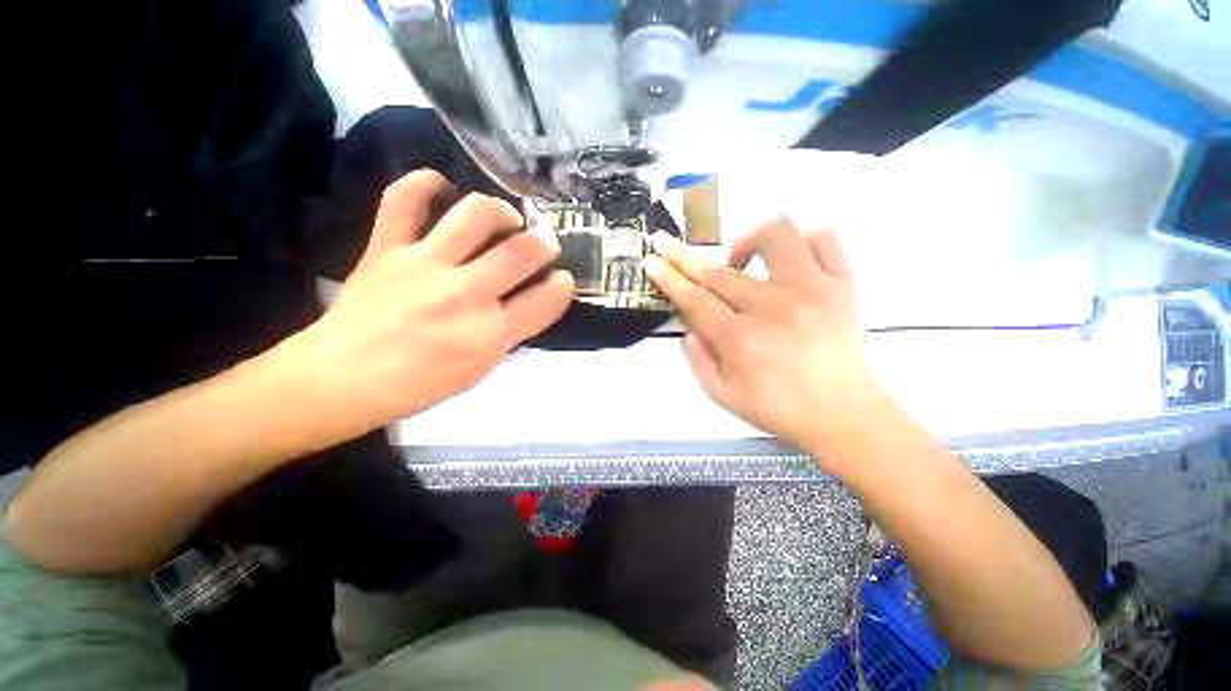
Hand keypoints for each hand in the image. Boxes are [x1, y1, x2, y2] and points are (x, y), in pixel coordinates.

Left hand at [293, 171, 573, 436]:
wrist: (341, 379)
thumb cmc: (419, 385)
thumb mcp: (480, 370)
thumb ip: (509, 332)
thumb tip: (528, 299)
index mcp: (489, 335)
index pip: (545, 300)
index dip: (562, 286)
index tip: (562, 280)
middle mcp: (464, 295)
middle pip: (521, 252)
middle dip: (544, 244)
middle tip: (544, 244)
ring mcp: (423, 265)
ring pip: (476, 215)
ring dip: (502, 212)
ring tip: (505, 219)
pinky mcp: (386, 248)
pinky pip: (404, 198)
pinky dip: (426, 184)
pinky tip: (443, 189)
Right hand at [645, 218, 882, 462]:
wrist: (843, 415)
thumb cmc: (778, 409)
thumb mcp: (721, 395)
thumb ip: (696, 358)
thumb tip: (690, 325)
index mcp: (741, 340)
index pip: (695, 299)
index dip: (669, 278)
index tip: (652, 260)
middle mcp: (774, 308)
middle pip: (719, 271)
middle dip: (684, 255)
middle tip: (666, 243)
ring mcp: (813, 290)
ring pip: (775, 236)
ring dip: (745, 240)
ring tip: (738, 260)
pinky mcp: (843, 285)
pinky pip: (824, 239)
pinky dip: (801, 238)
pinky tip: (786, 257)